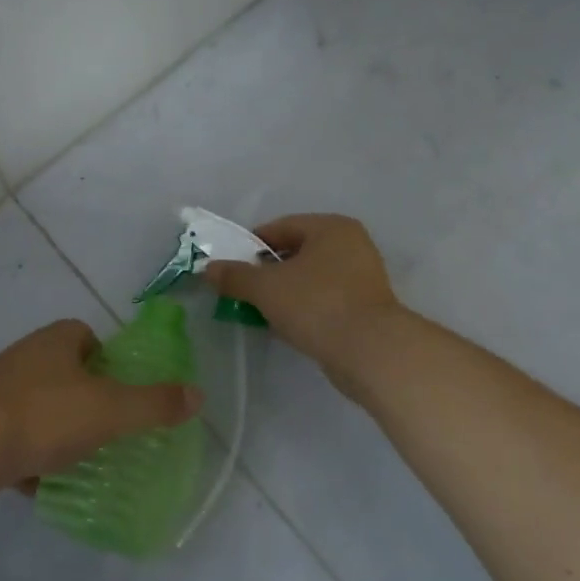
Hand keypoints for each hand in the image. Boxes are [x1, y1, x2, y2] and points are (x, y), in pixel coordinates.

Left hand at [0, 320, 203, 502]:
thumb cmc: (44, 416)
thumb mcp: (110, 410)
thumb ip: (154, 404)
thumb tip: (197, 395)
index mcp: (58, 341)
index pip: (89, 338)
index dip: (110, 363)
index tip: (123, 395)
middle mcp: (28, 357)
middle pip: (68, 374)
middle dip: (88, 402)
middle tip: (112, 433)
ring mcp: (1, 391)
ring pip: (43, 409)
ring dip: (61, 433)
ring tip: (86, 463)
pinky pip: (19, 439)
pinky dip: (34, 459)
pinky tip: (49, 486)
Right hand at [203, 214, 406, 392]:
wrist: (371, 352)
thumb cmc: (317, 305)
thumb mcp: (266, 288)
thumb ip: (235, 276)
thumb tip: (208, 269)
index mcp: (331, 227)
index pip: (280, 227)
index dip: (251, 247)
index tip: (232, 269)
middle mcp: (351, 244)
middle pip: (296, 252)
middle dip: (268, 272)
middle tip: (246, 293)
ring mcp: (363, 276)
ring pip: (311, 278)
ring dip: (286, 293)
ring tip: (264, 313)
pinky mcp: (367, 307)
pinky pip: (325, 300)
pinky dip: (305, 309)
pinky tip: (290, 327)